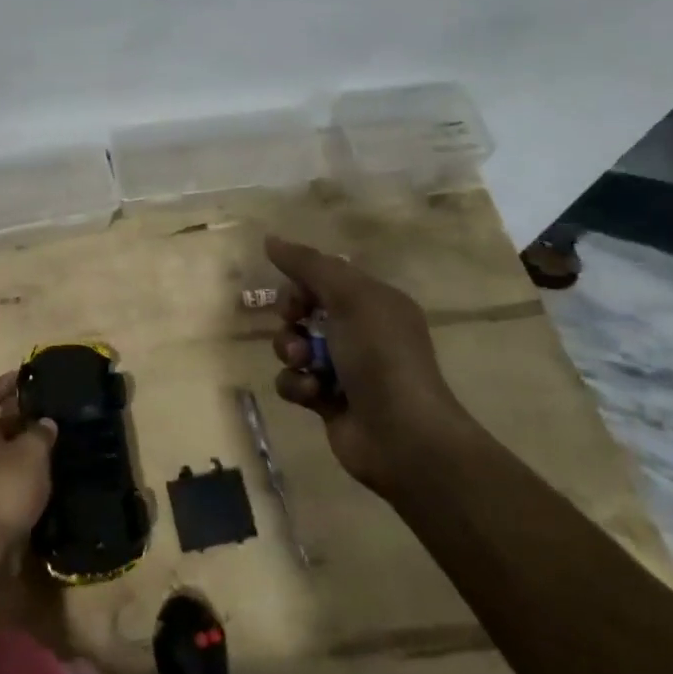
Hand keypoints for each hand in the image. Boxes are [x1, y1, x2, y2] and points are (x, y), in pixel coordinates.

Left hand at [0, 373, 56, 546]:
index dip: (6, 382)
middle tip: (42, 408)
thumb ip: (40, 432)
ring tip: (44, 439)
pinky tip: (36, 471)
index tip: (25, 374)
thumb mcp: (32, 452)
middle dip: (15, 413)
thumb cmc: (5, 487)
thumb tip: (44, 423)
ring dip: (16, 442)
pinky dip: (15, 467)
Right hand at [266, 235, 470, 498]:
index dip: (301, 284)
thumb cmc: (380, 356)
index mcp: (374, 302)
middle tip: (297, 327)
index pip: (324, 278)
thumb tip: (269, 238)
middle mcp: (360, 331)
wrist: (403, 435)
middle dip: (291, 319)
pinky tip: (313, 394)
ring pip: (293, 346)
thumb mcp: (348, 297)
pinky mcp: (327, 401)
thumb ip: (308, 264)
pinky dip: (297, 386)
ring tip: (306, 366)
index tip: (296, 297)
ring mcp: (343, 368)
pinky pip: (293, 382)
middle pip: (304, 311)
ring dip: (291, 353)